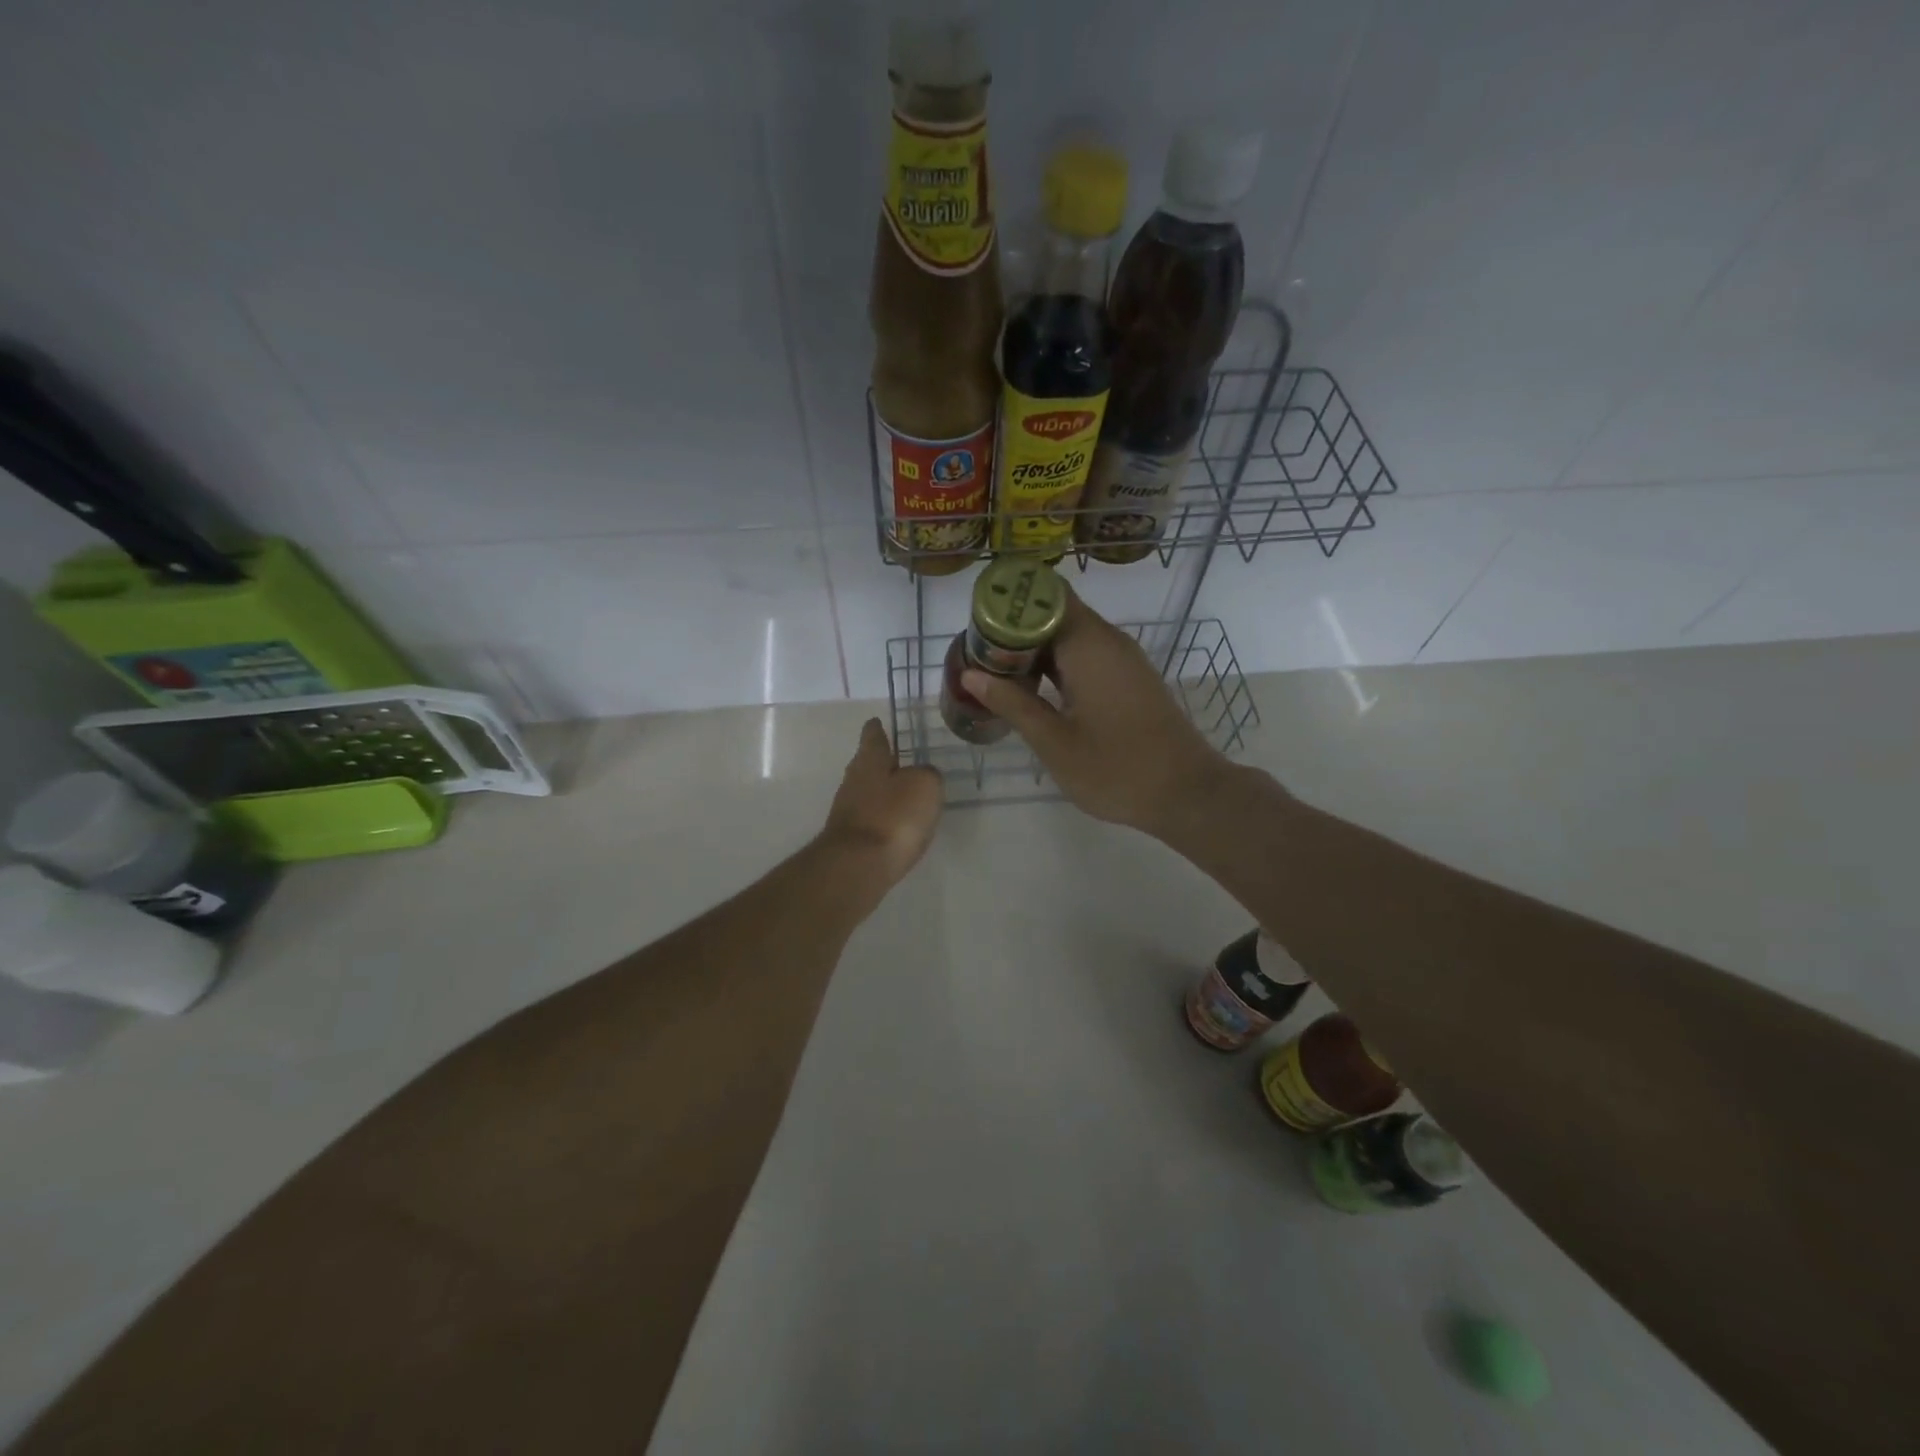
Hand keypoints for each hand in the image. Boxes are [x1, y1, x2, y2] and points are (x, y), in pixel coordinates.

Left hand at [822, 718, 943, 885]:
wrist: (858, 866)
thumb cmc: (893, 816)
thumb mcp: (925, 786)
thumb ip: (927, 775)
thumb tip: (922, 776)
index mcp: (869, 760)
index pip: (872, 736)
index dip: (877, 728)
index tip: (877, 721)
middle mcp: (853, 781)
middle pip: (868, 765)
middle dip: (883, 762)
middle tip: (902, 759)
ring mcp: (848, 811)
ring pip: (869, 793)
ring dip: (884, 792)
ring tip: (906, 795)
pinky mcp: (850, 839)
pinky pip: (872, 819)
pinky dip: (883, 818)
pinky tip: (898, 826)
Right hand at [960, 590, 1230, 836]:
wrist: (1187, 793)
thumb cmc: (1116, 769)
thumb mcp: (1054, 742)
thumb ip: (1012, 703)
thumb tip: (972, 674)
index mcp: (1089, 645)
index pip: (1044, 596)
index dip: (1008, 602)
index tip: (975, 624)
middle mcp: (1107, 641)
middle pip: (1054, 613)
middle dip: (1013, 628)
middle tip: (976, 654)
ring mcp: (1122, 660)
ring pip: (1069, 635)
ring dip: (1033, 649)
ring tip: (994, 672)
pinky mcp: (1128, 679)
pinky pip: (1085, 656)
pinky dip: (1055, 665)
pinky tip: (1032, 691)